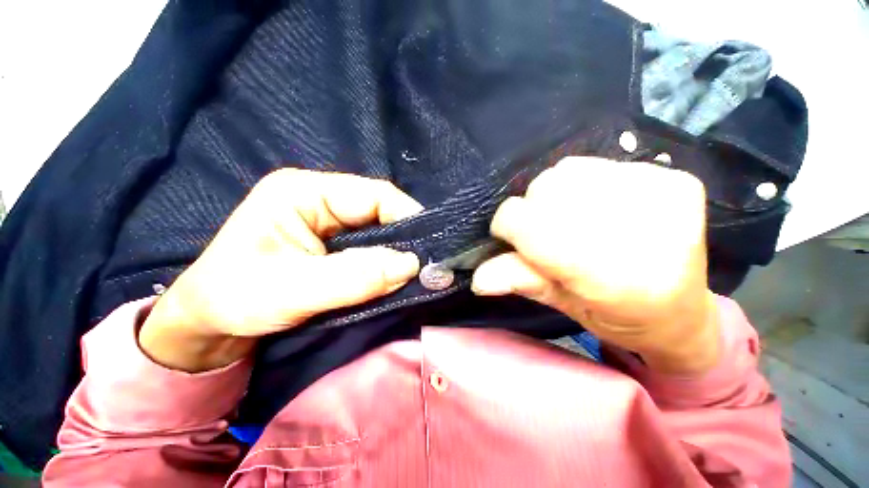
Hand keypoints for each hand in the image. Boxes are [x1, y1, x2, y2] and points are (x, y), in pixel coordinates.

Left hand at [140, 169, 422, 371]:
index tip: (429, 248)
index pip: (374, 195)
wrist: (212, 322)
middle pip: (380, 210)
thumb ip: (355, 276)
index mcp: (304, 191)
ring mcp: (329, 219)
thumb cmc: (236, 300)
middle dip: (404, 238)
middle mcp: (321, 198)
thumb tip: (411, 265)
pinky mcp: (334, 241)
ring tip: (414, 272)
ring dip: (397, 252)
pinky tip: (394, 275)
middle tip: (426, 265)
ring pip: (379, 230)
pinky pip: (372, 246)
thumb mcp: (293, 290)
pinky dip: (386, 261)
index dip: (406, 217)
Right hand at [471, 158, 718, 374]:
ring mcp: (665, 196)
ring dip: (553, 195)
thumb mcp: (561, 306)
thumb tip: (478, 278)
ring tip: (568, 219)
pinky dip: (581, 183)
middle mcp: (645, 231)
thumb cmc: (616, 318)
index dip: (507, 226)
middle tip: (543, 233)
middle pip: (547, 190)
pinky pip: (597, 165)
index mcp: (613, 279)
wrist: (683, 313)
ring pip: (568, 171)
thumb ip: (520, 282)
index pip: (530, 225)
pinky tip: (595, 206)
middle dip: (531, 211)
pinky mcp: (674, 179)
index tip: (507, 237)